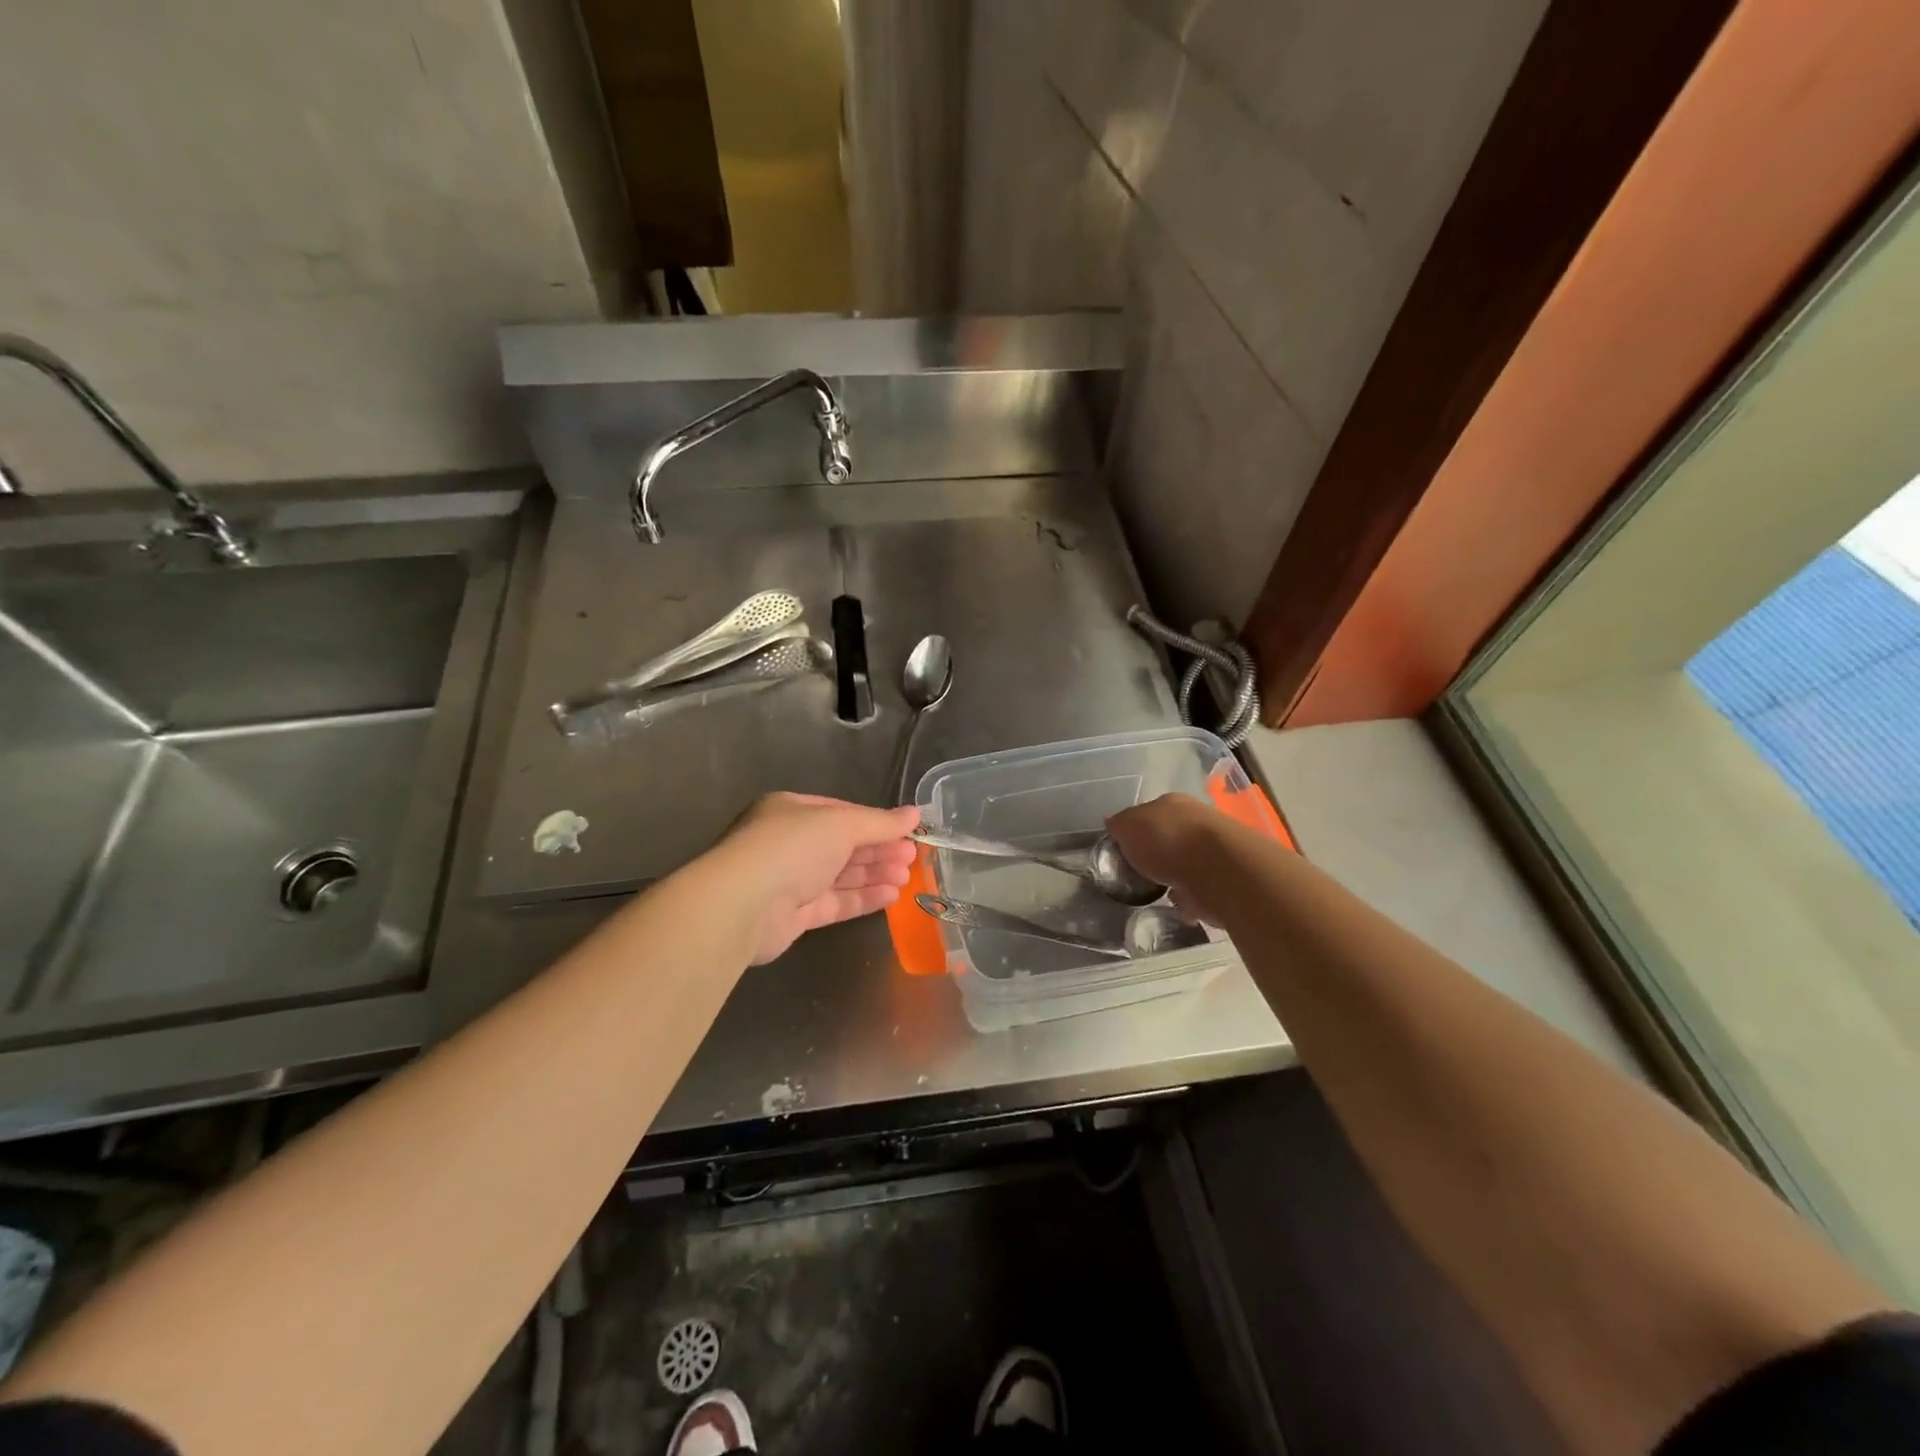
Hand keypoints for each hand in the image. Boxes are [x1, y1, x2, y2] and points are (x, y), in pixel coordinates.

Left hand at [705, 793, 919, 963]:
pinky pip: (835, 903)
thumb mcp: (841, 824)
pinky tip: (890, 896)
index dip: (876, 823)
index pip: (842, 813)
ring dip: (875, 874)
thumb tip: (915, 815)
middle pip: (843, 845)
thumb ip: (880, 822)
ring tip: (907, 879)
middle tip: (913, 858)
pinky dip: (862, 898)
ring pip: (840, 875)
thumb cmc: (791, 848)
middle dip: (879, 851)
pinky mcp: (794, 915)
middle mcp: (789, 843)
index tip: (908, 832)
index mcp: (792, 811)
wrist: (743, 904)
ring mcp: (790, 880)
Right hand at [1105, 793, 1230, 923]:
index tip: (1125, 850)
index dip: (1135, 830)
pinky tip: (1181, 906)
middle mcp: (1196, 819)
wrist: (1218, 869)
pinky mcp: (1226, 877)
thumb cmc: (1166, 840)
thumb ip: (1119, 825)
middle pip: (1170, 835)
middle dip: (1158, 852)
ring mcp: (1214, 848)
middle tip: (1142, 872)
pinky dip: (1191, 896)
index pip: (1148, 813)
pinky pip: (1200, 887)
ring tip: (1160, 892)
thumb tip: (1114, 824)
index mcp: (1171, 802)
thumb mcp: (1128, 827)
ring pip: (1188, 860)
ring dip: (1176, 874)